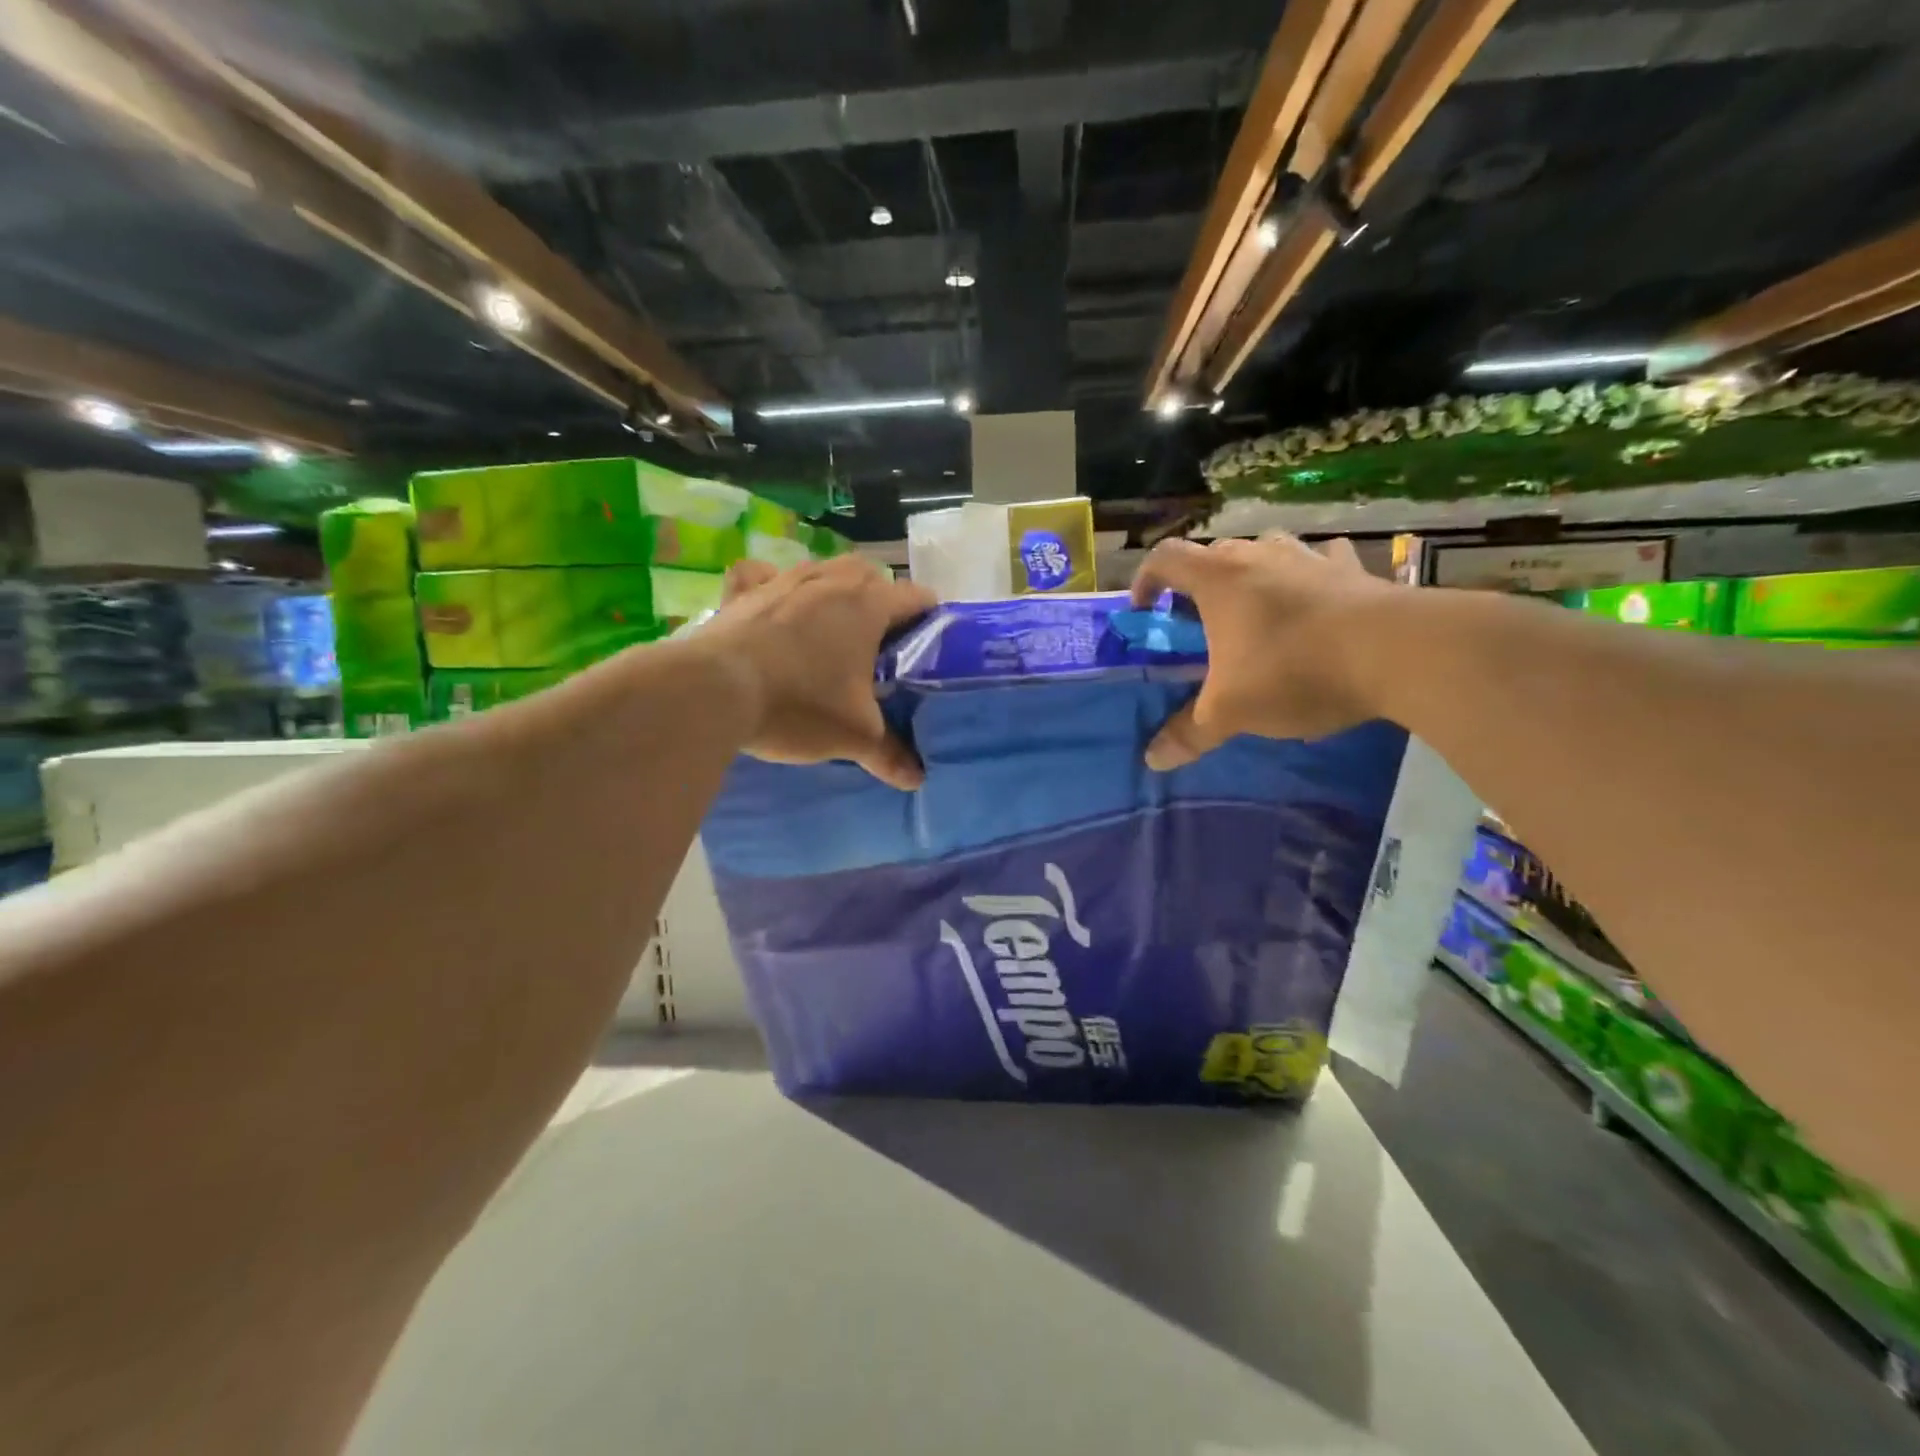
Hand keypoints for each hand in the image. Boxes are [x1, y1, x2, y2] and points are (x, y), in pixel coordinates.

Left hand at [704, 556, 935, 790]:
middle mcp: (831, 580)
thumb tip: (916, 780)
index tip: (929, 646)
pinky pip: (763, 575)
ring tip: (830, 629)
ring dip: (833, 592)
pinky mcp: (744, 591)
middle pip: (871, 576)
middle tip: (878, 645)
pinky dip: (771, 584)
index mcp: (868, 605)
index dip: (930, 620)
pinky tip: (772, 606)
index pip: (917, 597)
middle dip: (881, 602)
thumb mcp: (854, 736)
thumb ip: (890, 754)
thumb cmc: (799, 705)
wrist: (715, 691)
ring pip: (823, 570)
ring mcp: (784, 579)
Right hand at [1131, 533, 1394, 768]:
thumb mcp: (1231, 712)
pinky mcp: (1353, 569)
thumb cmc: (1294, 671)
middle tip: (1200, 623)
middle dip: (1198, 585)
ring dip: (1252, 574)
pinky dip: (1309, 576)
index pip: (1165, 558)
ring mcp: (1310, 557)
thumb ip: (1189, 733)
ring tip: (1255, 611)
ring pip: (1266, 550)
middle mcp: (1259, 555)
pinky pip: (1321, 562)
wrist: (1399, 652)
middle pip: (1213, 554)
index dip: (1145, 581)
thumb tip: (1152, 760)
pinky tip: (1315, 598)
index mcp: (1219, 579)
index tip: (1145, 612)